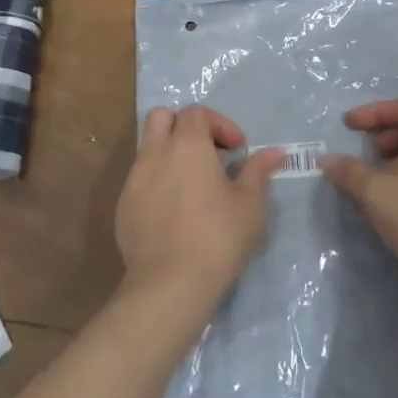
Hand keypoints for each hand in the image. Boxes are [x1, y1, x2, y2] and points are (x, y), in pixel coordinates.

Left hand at [116, 106, 287, 306]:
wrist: (170, 285)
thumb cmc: (218, 237)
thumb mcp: (250, 204)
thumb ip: (258, 172)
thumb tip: (275, 153)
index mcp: (187, 145)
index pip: (197, 112)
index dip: (220, 124)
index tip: (237, 150)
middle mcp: (155, 154)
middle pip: (161, 118)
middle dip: (184, 126)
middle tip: (207, 153)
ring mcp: (133, 180)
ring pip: (147, 148)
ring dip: (169, 154)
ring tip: (192, 184)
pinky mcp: (122, 208)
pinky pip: (139, 180)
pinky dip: (157, 182)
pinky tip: (174, 212)